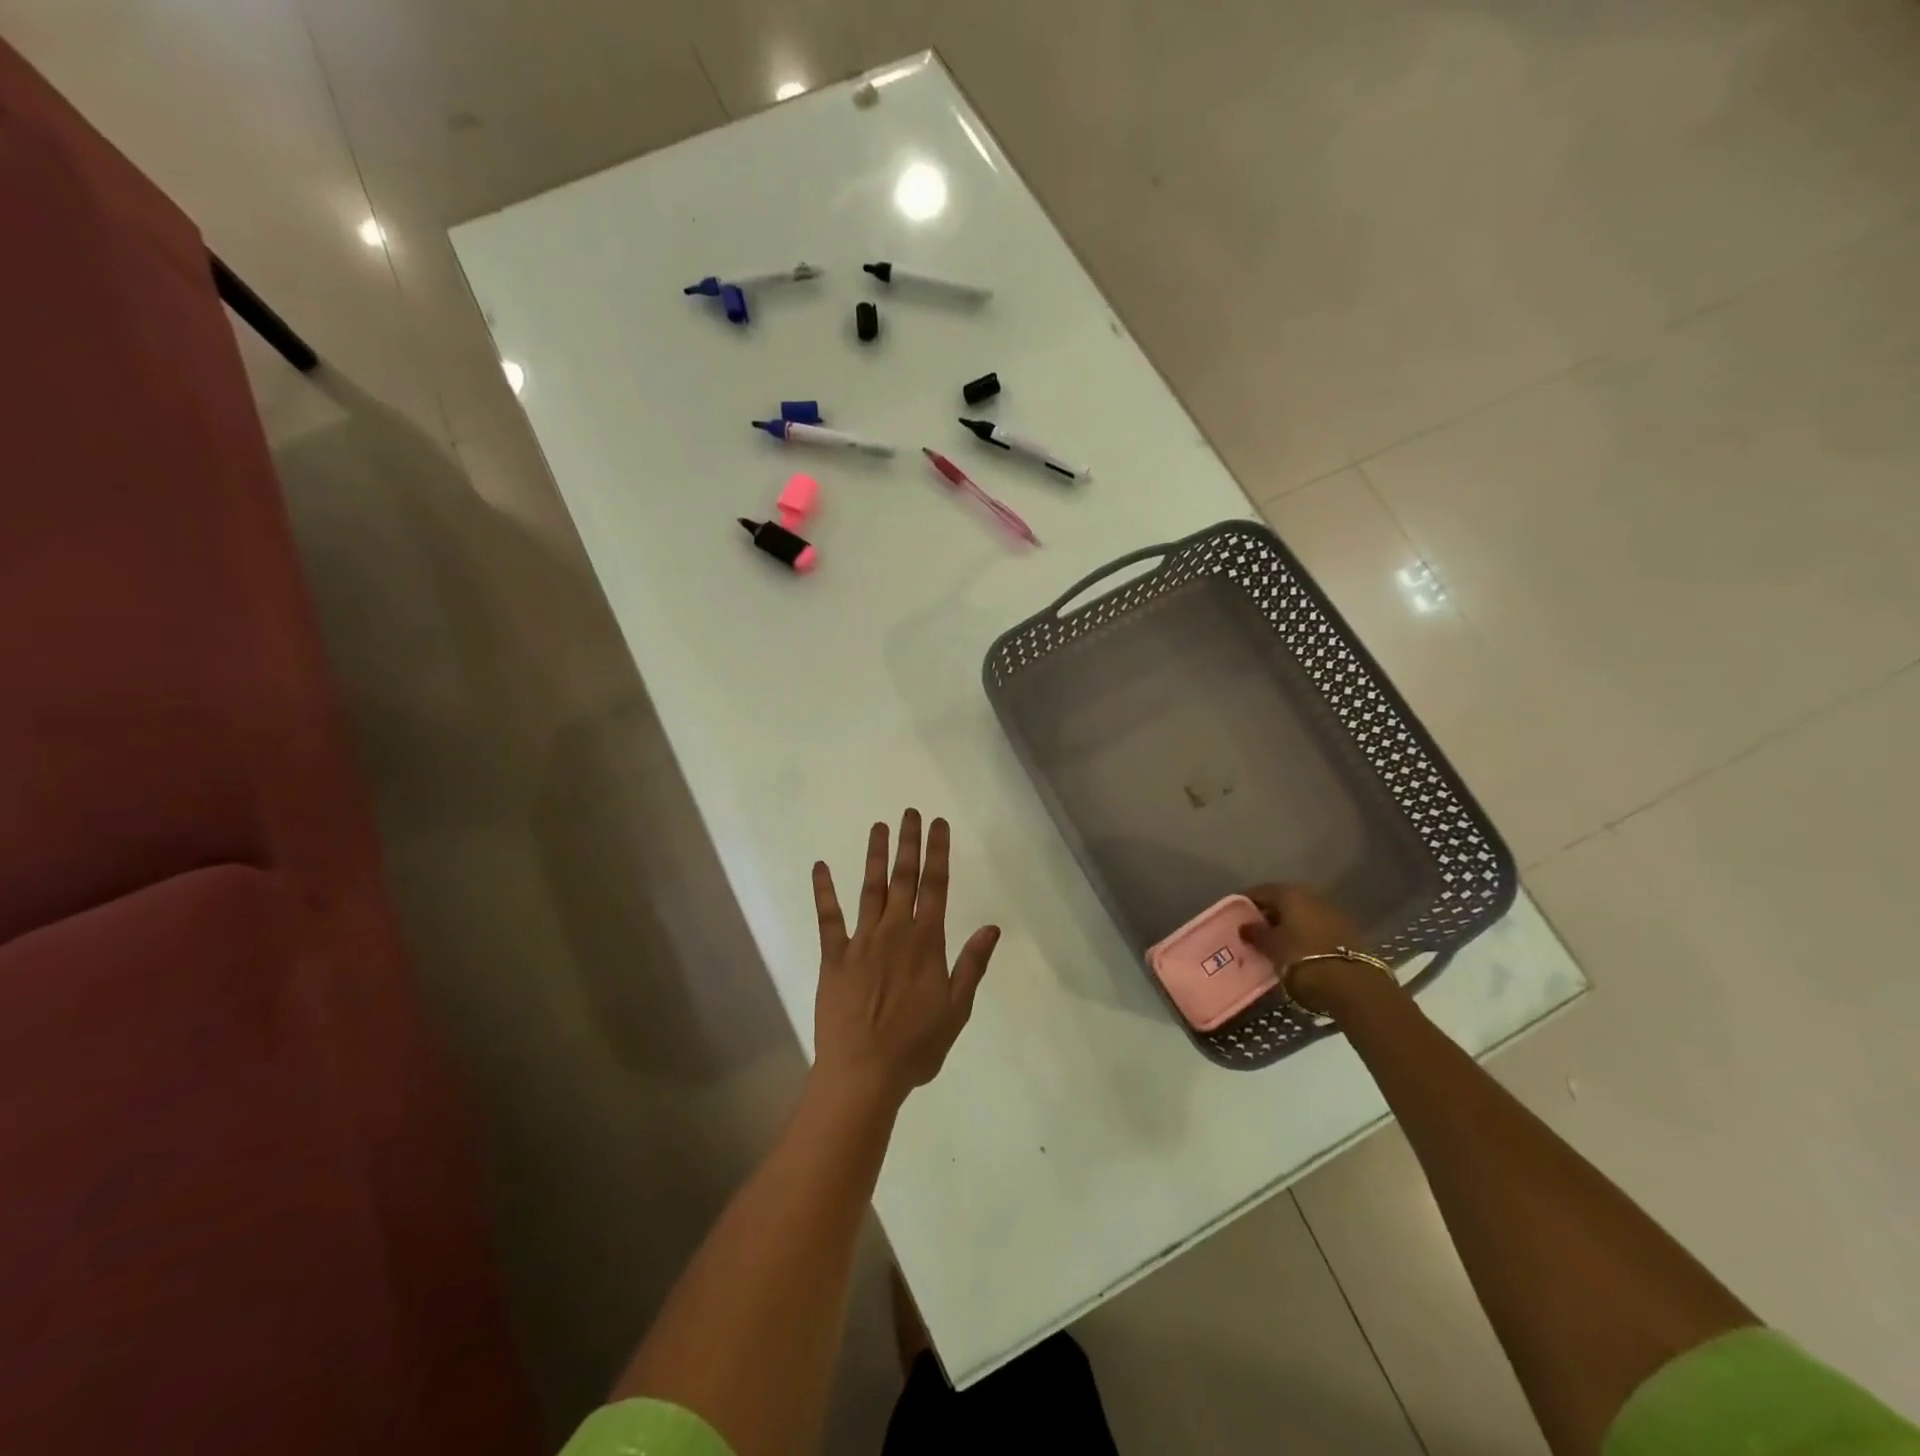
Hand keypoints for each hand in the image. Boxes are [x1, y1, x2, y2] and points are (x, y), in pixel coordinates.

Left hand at [810, 809, 1000, 1111]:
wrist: (863, 1073)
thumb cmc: (916, 1046)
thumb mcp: (956, 1009)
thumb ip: (972, 965)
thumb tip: (992, 927)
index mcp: (926, 942)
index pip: (936, 887)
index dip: (938, 852)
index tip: (938, 824)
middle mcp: (894, 932)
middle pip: (904, 878)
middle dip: (909, 843)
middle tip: (910, 812)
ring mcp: (861, 941)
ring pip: (870, 889)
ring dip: (874, 856)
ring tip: (879, 826)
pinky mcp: (833, 956)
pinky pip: (828, 917)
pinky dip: (824, 891)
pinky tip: (821, 867)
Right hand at [1240, 884, 1384, 1015]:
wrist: (1353, 986)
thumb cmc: (1302, 959)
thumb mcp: (1271, 947)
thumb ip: (1255, 933)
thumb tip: (1244, 926)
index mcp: (1290, 893)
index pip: (1260, 891)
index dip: (1245, 903)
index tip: (1233, 916)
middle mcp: (1312, 896)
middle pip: (1283, 901)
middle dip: (1267, 914)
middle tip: (1252, 930)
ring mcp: (1332, 912)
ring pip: (1301, 914)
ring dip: (1286, 925)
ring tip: (1273, 943)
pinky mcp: (1347, 932)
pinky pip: (1316, 927)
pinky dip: (1303, 934)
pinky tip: (1295, 950)